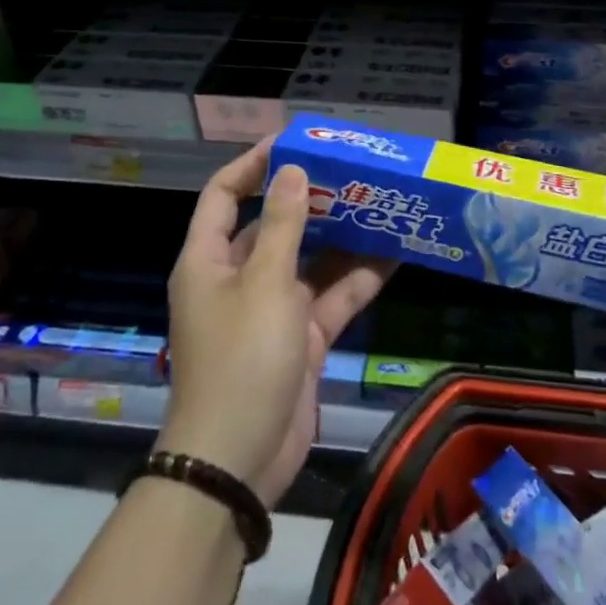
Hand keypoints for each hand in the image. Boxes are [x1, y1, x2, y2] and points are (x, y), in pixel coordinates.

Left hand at [161, 140, 394, 507]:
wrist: (238, 462)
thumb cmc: (241, 358)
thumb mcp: (265, 284)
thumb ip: (284, 225)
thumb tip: (291, 169)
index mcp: (210, 260)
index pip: (225, 195)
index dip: (253, 164)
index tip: (293, 142)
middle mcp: (239, 278)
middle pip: (274, 225)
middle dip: (312, 199)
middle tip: (353, 172)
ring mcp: (272, 310)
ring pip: (311, 261)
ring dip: (342, 238)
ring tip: (381, 204)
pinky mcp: (301, 339)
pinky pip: (331, 298)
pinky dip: (359, 280)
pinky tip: (395, 255)